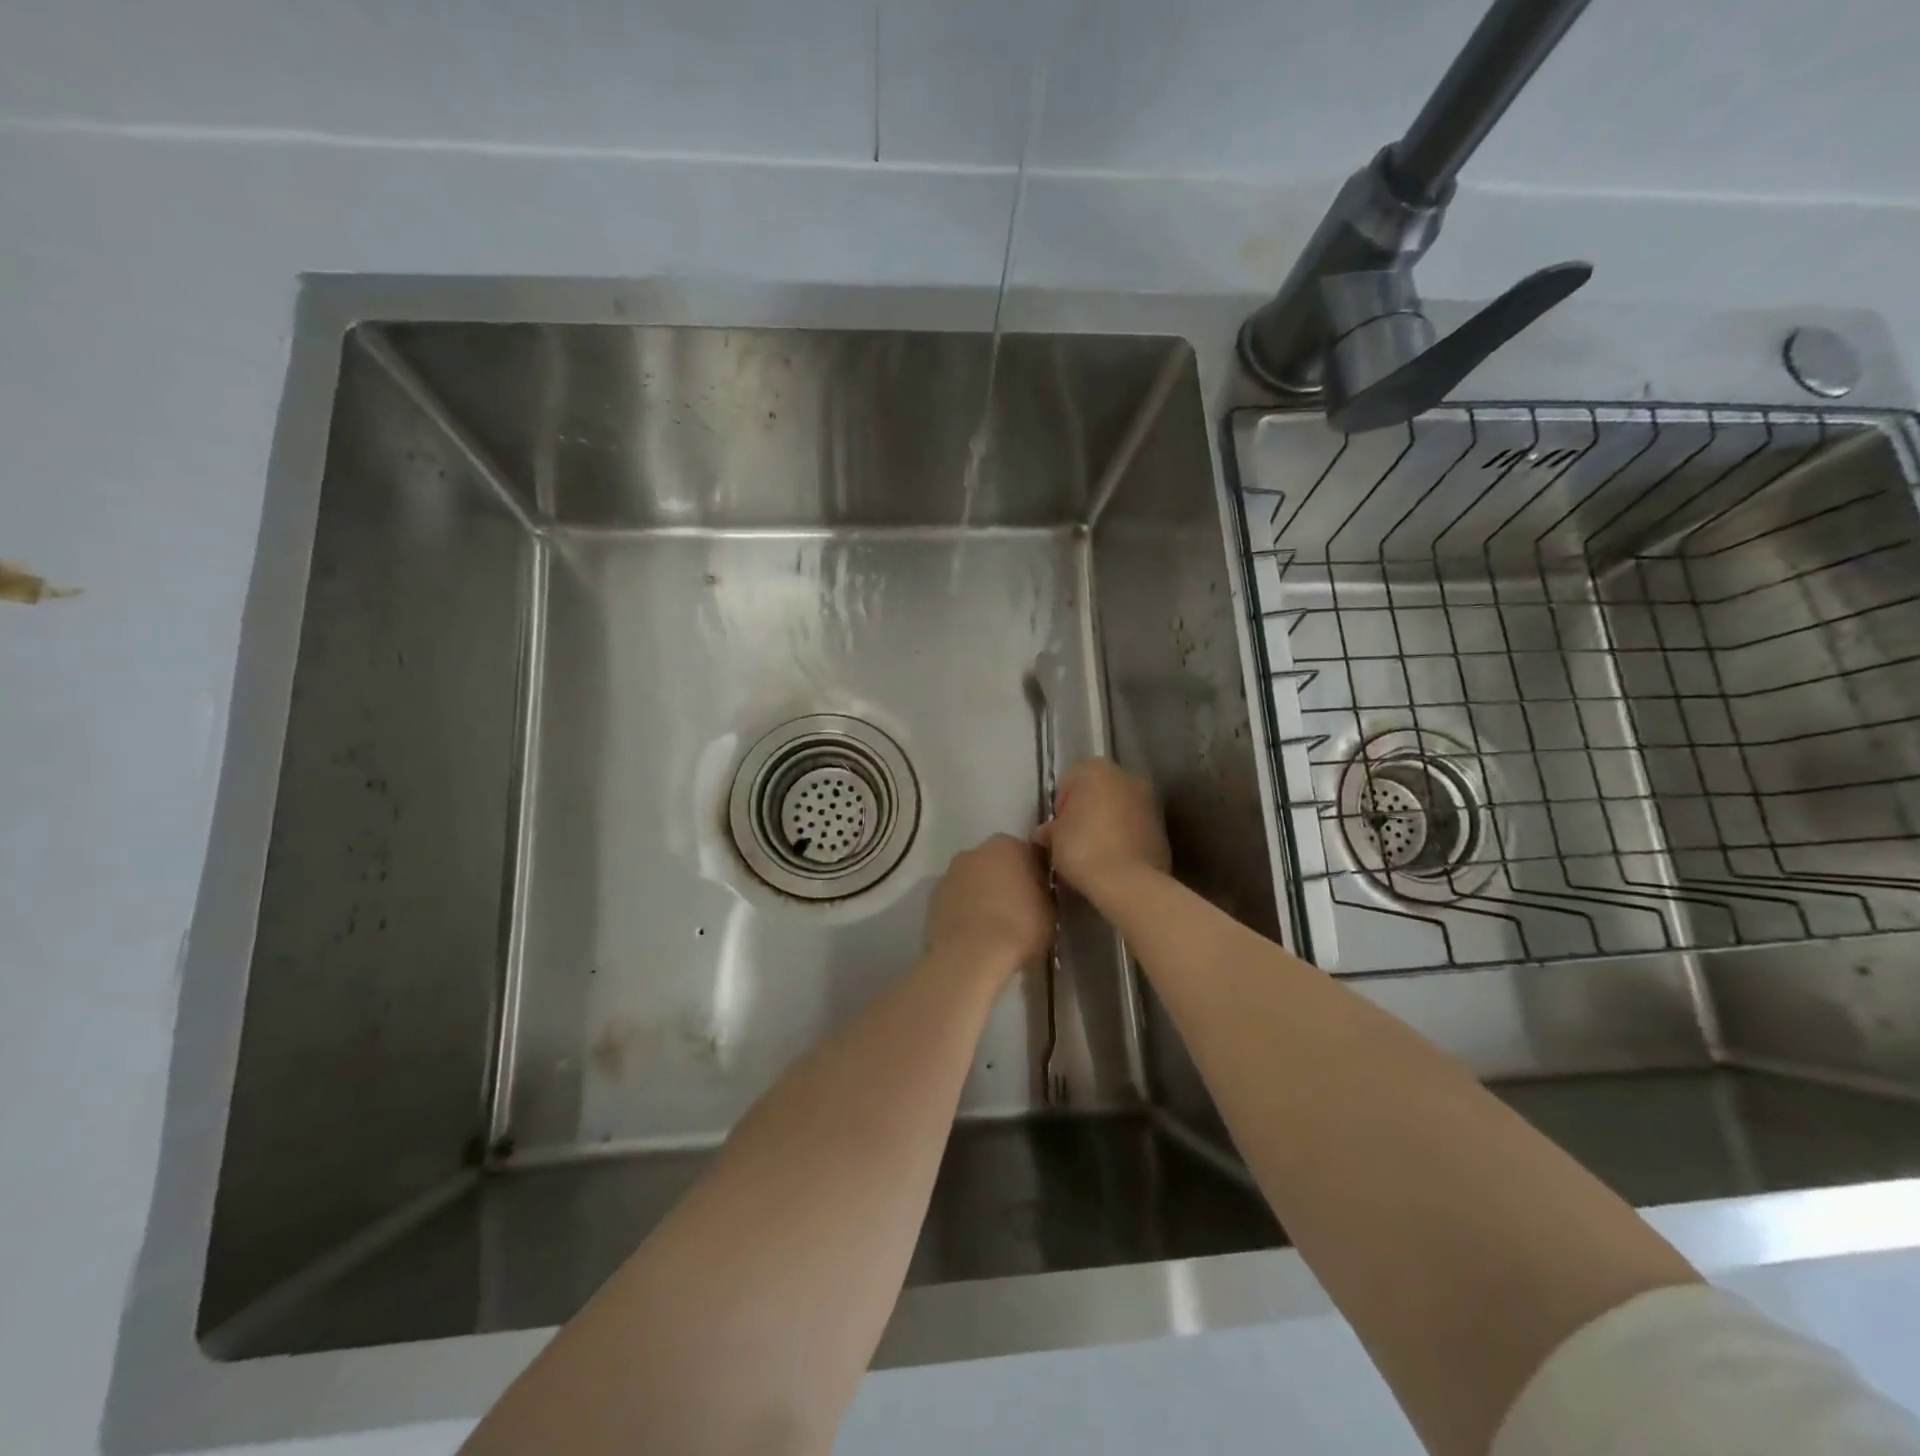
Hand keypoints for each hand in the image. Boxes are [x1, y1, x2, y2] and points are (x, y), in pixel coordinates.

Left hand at [925, 833, 1053, 974]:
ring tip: (994, 926)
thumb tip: (1037, 893)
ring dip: (982, 895)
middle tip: (1019, 910)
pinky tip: (973, 934)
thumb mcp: (1050, 910)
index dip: (1036, 875)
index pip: (1029, 853)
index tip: (1041, 895)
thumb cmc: (1018, 927)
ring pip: (973, 881)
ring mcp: (950, 873)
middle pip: (997, 864)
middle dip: (1006, 881)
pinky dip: (964, 911)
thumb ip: (1043, 892)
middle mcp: (975, 851)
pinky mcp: (932, 897)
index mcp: (1007, 845)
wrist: (970, 955)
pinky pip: (956, 900)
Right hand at [1033, 758, 1170, 898]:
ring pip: (1119, 809)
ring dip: (1107, 824)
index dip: (1060, 806)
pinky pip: (1135, 828)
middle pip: (1098, 792)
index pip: (1069, 782)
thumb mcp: (1053, 838)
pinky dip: (1125, 837)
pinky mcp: (1163, 827)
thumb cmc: (1082, 848)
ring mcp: (1149, 801)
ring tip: (1095, 852)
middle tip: (1074, 840)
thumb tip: (1045, 833)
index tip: (1057, 830)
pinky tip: (1114, 860)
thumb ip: (1049, 829)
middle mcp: (1126, 776)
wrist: (1128, 882)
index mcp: (1096, 769)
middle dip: (1087, 812)